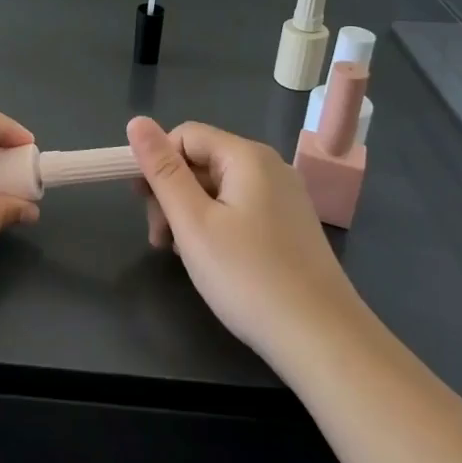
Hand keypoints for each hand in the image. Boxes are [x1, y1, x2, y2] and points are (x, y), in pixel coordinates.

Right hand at [127, 117, 362, 360]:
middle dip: (171, 192)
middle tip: (159, 239)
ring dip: (189, 213)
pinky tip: (211, 260)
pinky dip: (216, 226)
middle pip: (202, 161)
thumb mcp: (193, 222)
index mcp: (247, 156)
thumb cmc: (248, 277)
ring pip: (219, 188)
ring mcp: (285, 198)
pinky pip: (240, 209)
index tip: (143, 204)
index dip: (157, 162)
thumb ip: (162, 170)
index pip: (185, 135)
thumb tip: (137, 121)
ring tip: (180, 255)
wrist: (324, 342)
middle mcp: (270, 167)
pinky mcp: (291, 227)